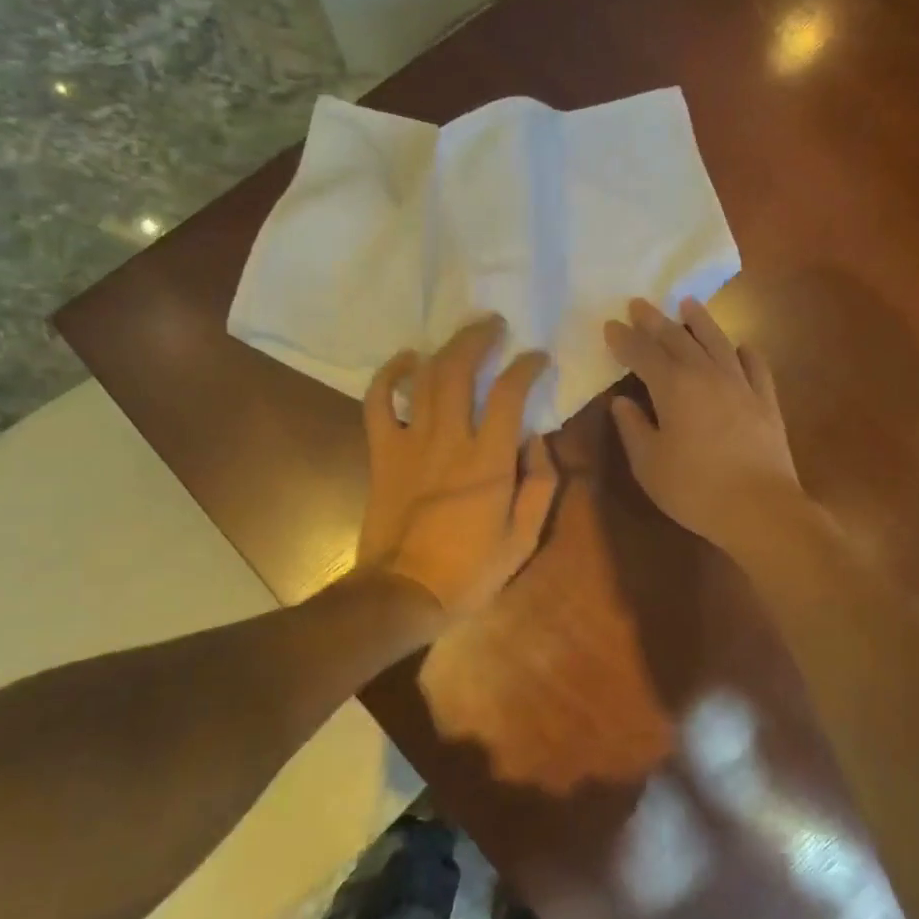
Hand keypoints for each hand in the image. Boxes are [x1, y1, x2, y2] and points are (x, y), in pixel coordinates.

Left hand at [356, 316, 558, 624]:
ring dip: (444, 348)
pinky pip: (378, 403)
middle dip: (478, 339)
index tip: (537, 356)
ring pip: (424, 378)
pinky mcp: (383, 452)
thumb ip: (540, 484)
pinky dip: (388, 375)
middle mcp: (448, 440)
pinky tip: (405, 360)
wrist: (403, 593)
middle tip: (494, 324)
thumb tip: (538, 439)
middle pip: (459, 370)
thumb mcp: (524, 538)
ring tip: (463, 334)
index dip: (526, 366)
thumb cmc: (470, 570)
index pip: (509, 394)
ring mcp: (410, 442)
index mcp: (488, 461)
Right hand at [604, 297, 809, 554]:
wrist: (760, 508)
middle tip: (640, 304)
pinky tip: (741, 346)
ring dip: (700, 321)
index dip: (624, 339)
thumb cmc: (694, 489)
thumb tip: (621, 401)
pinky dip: (745, 352)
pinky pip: (756, 366)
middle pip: (678, 339)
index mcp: (673, 387)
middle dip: (655, 321)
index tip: (610, 325)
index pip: (642, 354)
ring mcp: (741, 385)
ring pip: (718, 342)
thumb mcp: (649, 464)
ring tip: (688, 304)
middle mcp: (707, 375)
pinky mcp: (766, 401)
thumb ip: (633, 427)